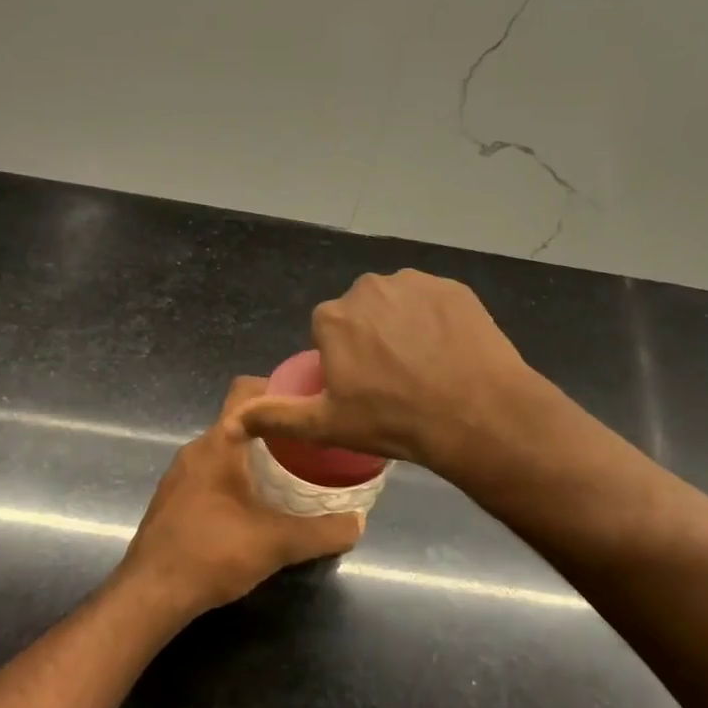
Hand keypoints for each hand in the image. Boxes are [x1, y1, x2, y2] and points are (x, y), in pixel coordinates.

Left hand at [119, 377, 364, 616]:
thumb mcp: (277, 543)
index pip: (246, 391)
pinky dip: (237, 475)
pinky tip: (258, 503)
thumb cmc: (212, 554)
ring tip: (292, 472)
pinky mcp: (175, 498)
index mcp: (218, 444)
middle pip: (239, 419)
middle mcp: (196, 449)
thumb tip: (359, 523)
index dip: (279, 387)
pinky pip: (212, 471)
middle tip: (312, 442)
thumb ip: (323, 531)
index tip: (311, 401)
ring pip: (225, 448)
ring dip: (256, 454)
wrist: (150, 594)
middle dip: (275, 426)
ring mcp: (181, 474)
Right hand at [228, 270, 542, 479]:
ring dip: (403, 325)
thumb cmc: (393, 420)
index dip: (343, 359)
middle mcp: (368, 288)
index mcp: (334, 318)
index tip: (363, 387)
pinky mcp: (453, 287)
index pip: (328, 331)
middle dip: (371, 337)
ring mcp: (415, 283)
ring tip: (425, 366)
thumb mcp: (327, 425)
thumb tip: (231, 422)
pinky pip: (433, 301)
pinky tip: (450, 351)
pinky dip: (436, 320)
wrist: (476, 413)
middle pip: (361, 312)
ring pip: (397, 303)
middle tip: (394, 379)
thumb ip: (276, 416)